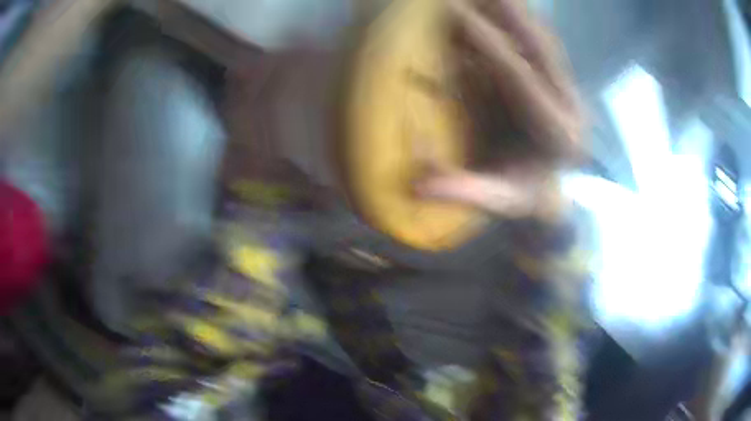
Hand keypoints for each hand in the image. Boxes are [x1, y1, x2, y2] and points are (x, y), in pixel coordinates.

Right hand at [417, 0, 581, 217]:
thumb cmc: (524, 193)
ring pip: (540, 38)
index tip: (458, 13)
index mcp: (558, 133)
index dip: (488, 44)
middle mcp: (569, 103)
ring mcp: (566, 87)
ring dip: (513, 10)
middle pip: (539, 46)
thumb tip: (417, 186)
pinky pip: (536, 41)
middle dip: (508, 12)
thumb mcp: (498, 200)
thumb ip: (465, 191)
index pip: (521, 79)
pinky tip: (499, 5)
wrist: (550, 188)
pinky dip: (516, 19)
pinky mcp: (556, 79)